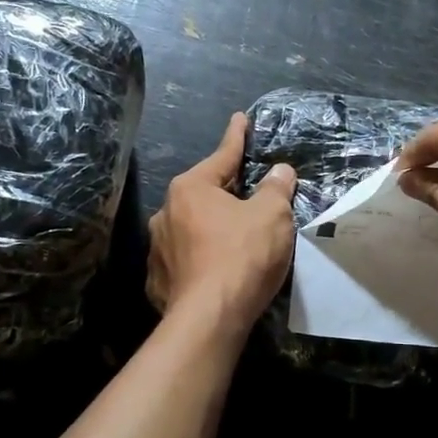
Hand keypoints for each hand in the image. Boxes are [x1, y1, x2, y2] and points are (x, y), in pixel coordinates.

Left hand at [148, 113, 298, 331]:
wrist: (209, 319)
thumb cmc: (242, 256)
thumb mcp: (272, 215)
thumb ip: (276, 188)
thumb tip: (280, 171)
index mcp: (191, 188)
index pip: (222, 155)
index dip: (237, 136)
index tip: (241, 118)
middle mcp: (166, 212)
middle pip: (205, 192)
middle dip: (227, 189)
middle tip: (250, 188)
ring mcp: (158, 248)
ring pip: (192, 226)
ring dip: (212, 225)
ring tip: (236, 235)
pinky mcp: (159, 280)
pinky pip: (186, 258)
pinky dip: (202, 257)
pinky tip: (217, 268)